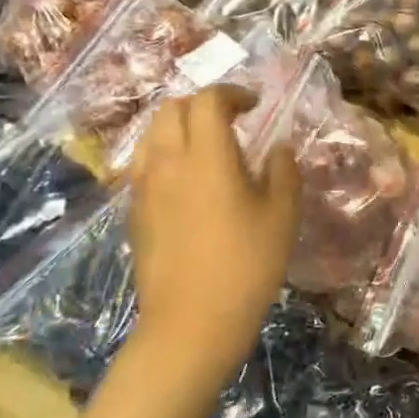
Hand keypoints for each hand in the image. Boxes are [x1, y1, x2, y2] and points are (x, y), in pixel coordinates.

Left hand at [127, 86, 300, 396]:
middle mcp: (168, 162)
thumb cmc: (247, 265)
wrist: (191, 324)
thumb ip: (283, 171)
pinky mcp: (135, 212)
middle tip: (232, 121)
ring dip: (179, 127)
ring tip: (207, 147)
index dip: (233, 93)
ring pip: (152, 134)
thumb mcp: (283, 215)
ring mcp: (145, 188)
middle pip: (172, 108)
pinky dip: (166, 155)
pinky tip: (189, 181)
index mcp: (206, 156)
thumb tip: (278, 148)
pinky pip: (145, 164)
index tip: (255, 105)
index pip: (209, 101)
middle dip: (203, 105)